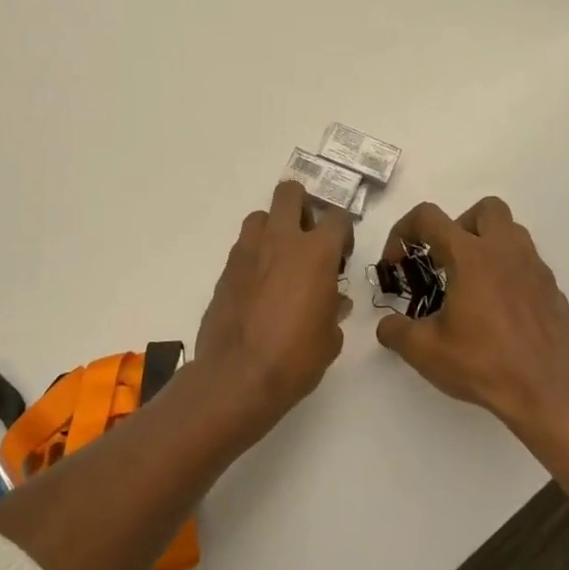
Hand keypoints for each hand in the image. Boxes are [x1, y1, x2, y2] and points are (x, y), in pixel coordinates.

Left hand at [195, 181, 353, 428]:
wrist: (238, 376)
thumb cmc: (295, 358)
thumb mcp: (330, 338)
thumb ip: (333, 309)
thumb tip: (334, 300)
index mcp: (316, 253)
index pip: (338, 218)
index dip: (343, 232)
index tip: (341, 255)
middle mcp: (281, 241)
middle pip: (290, 193)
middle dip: (302, 205)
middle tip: (308, 236)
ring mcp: (247, 252)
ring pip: (260, 216)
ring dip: (272, 228)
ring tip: (279, 259)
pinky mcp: (225, 270)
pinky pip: (243, 248)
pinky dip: (254, 256)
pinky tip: (259, 286)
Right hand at [374, 197, 568, 440]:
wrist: (546, 394)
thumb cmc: (482, 364)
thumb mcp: (423, 350)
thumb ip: (395, 331)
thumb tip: (387, 325)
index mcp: (471, 256)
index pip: (429, 217)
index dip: (403, 231)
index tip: (397, 263)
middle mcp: (506, 252)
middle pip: (485, 209)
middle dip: (458, 225)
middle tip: (445, 261)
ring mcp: (535, 269)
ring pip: (512, 232)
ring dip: (487, 245)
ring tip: (471, 283)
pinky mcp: (553, 291)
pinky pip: (528, 265)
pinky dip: (508, 274)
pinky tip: (498, 310)